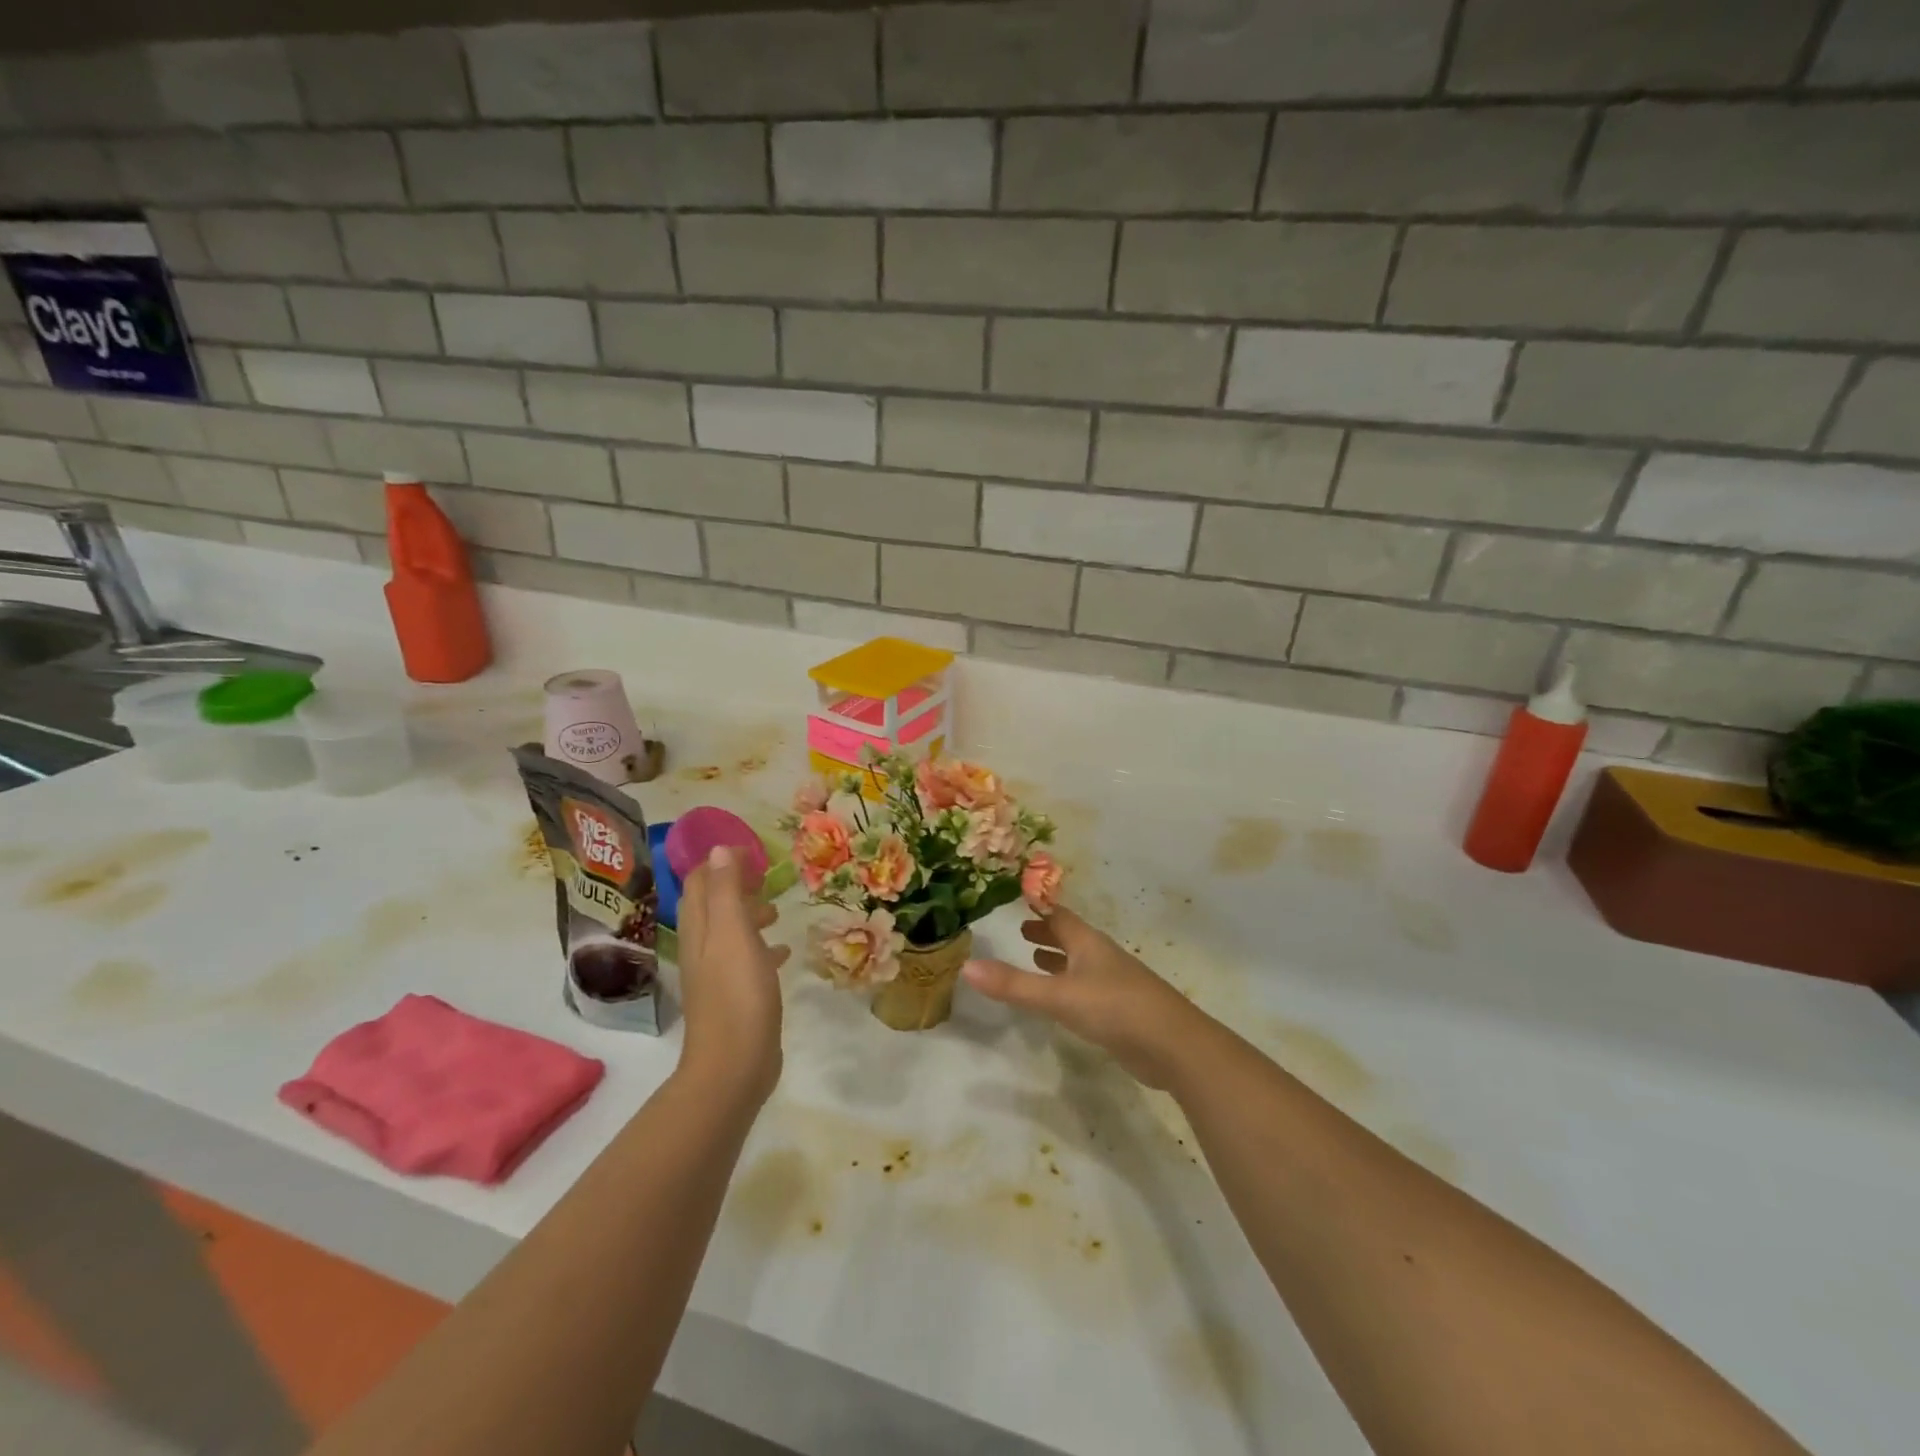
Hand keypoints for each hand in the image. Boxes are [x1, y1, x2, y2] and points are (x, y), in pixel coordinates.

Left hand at [675, 847, 789, 1103]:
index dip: (719, 862)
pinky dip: (763, 946)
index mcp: (699, 929)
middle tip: (767, 876)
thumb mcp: (733, 933)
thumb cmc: (737, 994)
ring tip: (777, 909)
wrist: (734, 1066)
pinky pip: (747, 959)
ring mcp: (718, 974)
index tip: (751, 851)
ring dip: (751, 915)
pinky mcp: (736, 996)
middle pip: (713, 905)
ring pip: (730, 932)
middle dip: (736, 885)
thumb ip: (727, 891)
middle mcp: (702, 947)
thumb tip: (719, 848)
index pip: (699, 882)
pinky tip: (785, 950)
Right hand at [962, 905, 1211, 1088]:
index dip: (1039, 907)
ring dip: (1059, 959)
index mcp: (1087, 943)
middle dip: (1047, 934)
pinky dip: (1069, 984)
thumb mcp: (1059, 996)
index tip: (1019, 899)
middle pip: (1071, 937)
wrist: (1173, 1045)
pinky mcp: (1121, 1010)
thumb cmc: (1115, 1008)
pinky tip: (1063, 999)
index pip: (1059, 916)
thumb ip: (1014, 985)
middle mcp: (1100, 957)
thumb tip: (967, 966)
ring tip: (1035, 958)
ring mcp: (1114, 983)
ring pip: (1080, 963)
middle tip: (1022, 930)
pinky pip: (1088, 988)